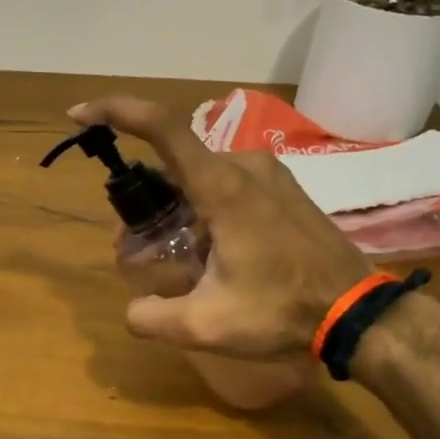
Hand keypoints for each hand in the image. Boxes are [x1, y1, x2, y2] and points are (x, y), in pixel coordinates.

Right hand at [70, 98, 369, 358]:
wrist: (359, 314)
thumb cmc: (282, 311)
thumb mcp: (204, 326)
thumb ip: (151, 317)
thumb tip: (133, 309)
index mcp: (222, 187)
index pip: (163, 128)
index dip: (117, 112)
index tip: (81, 116)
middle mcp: (245, 166)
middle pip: (174, 164)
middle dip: (145, 199)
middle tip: (135, 244)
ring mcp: (269, 173)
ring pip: (199, 176)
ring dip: (176, 207)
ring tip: (177, 256)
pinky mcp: (284, 188)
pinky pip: (226, 184)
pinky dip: (203, 208)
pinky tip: (212, 252)